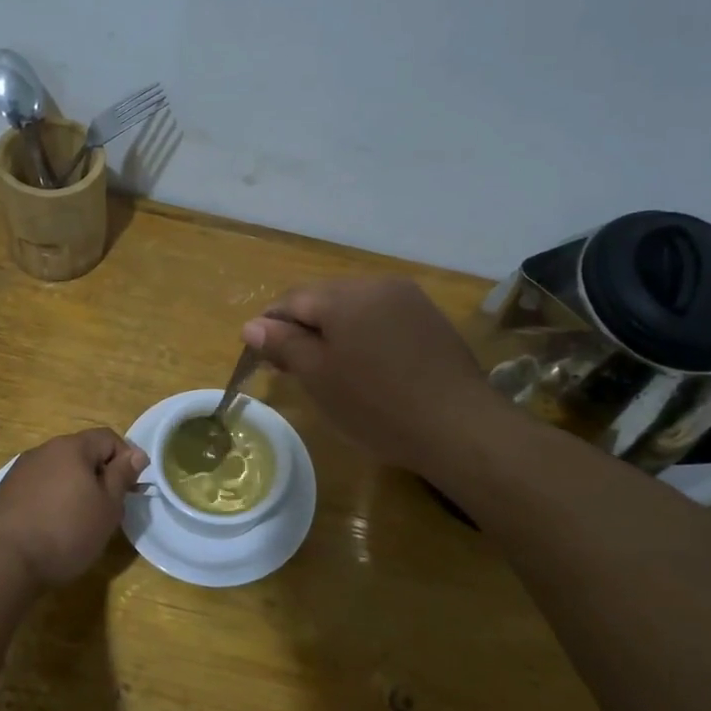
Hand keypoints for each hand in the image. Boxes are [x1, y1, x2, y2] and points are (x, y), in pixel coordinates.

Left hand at [0, 428, 149, 586]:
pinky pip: (40, 487)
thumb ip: (122, 476)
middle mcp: (44, 450)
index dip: (126, 459)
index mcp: (72, 447)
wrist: (2, 561)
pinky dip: (53, 500)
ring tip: (80, 521)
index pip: (108, 438)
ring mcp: (21, 471)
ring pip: (60, 471)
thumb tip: (136, 454)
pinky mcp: (6, 493)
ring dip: (75, 488)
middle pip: (82, 453)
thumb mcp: (107, 507)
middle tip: (109, 508)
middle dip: (100, 475)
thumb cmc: (65, 531)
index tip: (131, 489)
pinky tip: (52, 527)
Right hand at [242, 278, 494, 474]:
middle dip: (303, 328)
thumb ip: (283, 345)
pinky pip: (382, 318)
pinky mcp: (430, 319)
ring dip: (334, 331)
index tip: (263, 359)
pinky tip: (368, 368)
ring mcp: (409, 299)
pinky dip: (365, 336)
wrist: (458, 426)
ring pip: (354, 308)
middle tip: (294, 369)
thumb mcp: (319, 377)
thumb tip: (252, 325)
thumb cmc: (376, 405)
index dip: (270, 326)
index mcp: (344, 296)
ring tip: (331, 370)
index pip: (291, 300)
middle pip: (323, 299)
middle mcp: (377, 284)